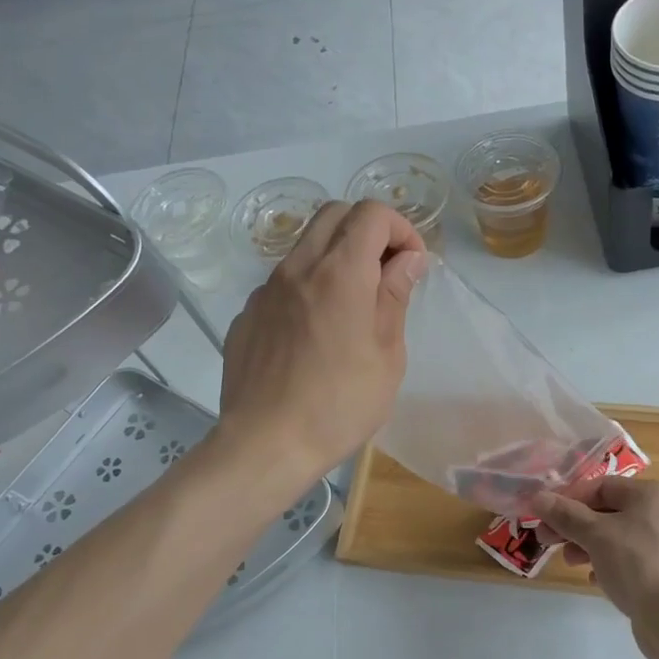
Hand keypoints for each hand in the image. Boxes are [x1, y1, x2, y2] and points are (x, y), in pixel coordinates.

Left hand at [219, 201, 427, 488]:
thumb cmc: (339, 406)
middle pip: (334, 214)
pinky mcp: (247, 315)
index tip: (411, 265)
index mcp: (339, 274)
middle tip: (386, 273)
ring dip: (336, 257)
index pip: (370, 214)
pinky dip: (308, 287)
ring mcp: (265, 290)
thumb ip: (395, 298)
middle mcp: (297, 268)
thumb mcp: (387, 357)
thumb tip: (407, 260)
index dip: (400, 229)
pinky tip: (315, 335)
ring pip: (305, 245)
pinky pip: (283, 282)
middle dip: (368, 231)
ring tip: (353, 306)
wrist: (265, 444)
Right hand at [532, 477, 658, 658]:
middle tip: (546, 540)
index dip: (569, 499)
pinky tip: (595, 578)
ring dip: (589, 546)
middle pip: (609, 511)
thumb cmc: (635, 563)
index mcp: (653, 494)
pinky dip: (611, 563)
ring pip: (619, 536)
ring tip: (570, 562)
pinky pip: (633, 558)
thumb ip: (565, 514)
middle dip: (575, 526)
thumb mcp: (594, 535)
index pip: (602, 486)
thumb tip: (537, 497)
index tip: (544, 516)